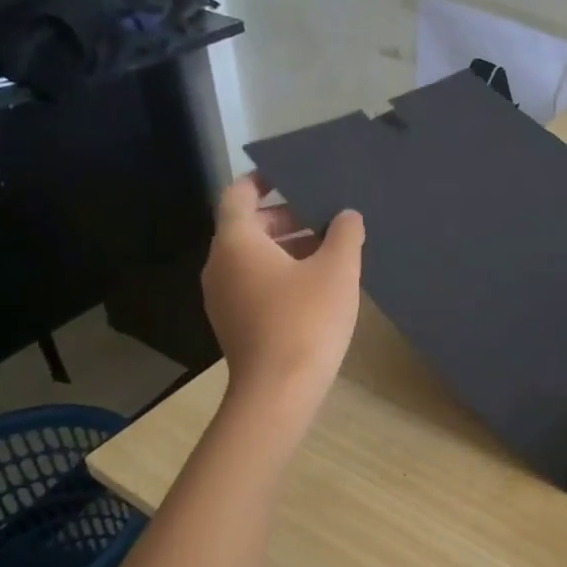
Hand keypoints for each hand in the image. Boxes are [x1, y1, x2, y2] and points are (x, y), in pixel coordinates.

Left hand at [201, 174, 363, 410]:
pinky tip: (315, 286)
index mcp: (236, 243)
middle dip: (285, 216)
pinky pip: (254, 283)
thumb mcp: (337, 271)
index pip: (237, 195)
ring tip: (328, 249)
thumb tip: (347, 216)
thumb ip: (344, 234)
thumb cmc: (306, 320)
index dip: (261, 180)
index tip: (289, 175)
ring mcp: (223, 298)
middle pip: (246, 227)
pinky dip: (279, 274)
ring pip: (252, 258)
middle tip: (323, 214)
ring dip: (286, 247)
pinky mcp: (234, 323)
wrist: (278, 392)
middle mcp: (220, 265)